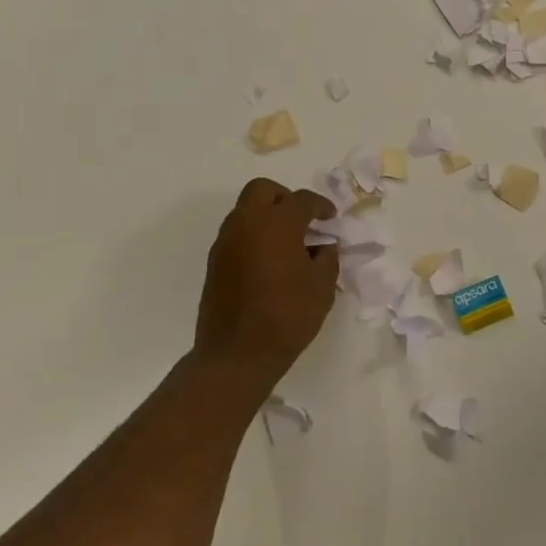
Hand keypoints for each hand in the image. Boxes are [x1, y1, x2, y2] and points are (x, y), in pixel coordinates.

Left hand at [192, 179, 339, 387]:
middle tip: (302, 220)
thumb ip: (327, 258)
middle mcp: (246, 224)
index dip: (321, 206)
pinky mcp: (215, 261)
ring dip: (267, 216)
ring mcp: (226, 242)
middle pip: (263, 190)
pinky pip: (236, 233)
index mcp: (277, 225)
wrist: (236, 355)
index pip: (301, 200)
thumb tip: (322, 246)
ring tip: (287, 243)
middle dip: (285, 198)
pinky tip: (269, 261)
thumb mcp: (322, 288)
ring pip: (245, 210)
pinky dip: (254, 235)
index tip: (331, 218)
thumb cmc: (287, 317)